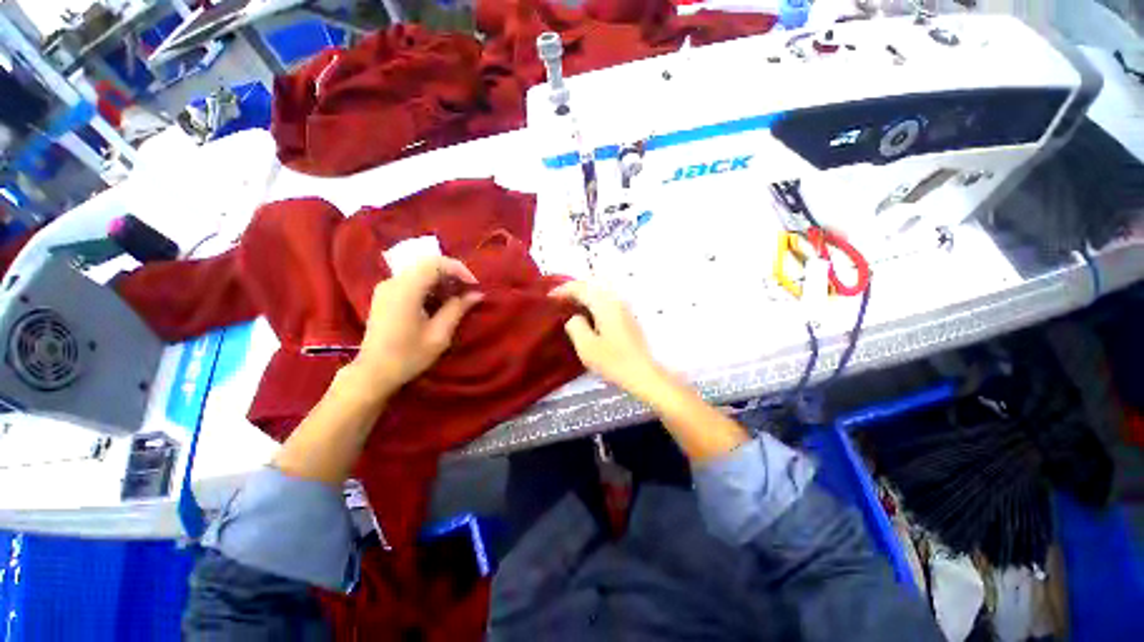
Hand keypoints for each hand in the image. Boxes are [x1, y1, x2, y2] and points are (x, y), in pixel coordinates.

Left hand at [350, 257, 482, 399]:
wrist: (374, 372)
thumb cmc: (408, 356)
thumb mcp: (439, 335)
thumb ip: (457, 309)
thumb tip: (476, 294)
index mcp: (406, 290)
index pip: (435, 263)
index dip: (458, 269)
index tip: (474, 285)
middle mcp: (393, 282)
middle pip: (427, 264)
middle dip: (451, 274)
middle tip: (467, 291)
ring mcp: (386, 287)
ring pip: (419, 271)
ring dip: (441, 280)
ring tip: (456, 298)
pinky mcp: (385, 295)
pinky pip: (411, 281)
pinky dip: (429, 286)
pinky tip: (439, 302)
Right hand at [550, 281, 666, 398]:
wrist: (643, 373)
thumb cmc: (614, 361)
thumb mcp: (587, 347)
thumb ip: (575, 326)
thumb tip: (574, 317)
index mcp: (604, 304)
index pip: (580, 288)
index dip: (563, 290)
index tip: (549, 297)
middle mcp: (615, 300)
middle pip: (591, 285)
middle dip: (573, 288)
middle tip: (558, 298)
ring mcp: (624, 307)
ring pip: (600, 291)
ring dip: (584, 293)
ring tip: (570, 304)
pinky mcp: (628, 316)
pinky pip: (606, 300)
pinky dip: (593, 300)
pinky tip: (587, 313)